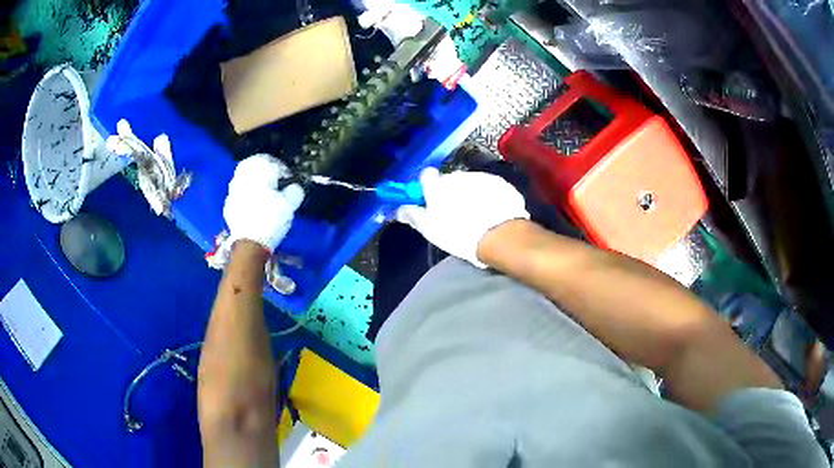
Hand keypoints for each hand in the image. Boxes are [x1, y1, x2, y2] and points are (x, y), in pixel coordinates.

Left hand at [223, 154, 304, 252]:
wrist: (250, 243)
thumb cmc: (271, 220)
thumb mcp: (290, 205)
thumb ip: (296, 190)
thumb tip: (295, 187)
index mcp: (259, 172)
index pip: (274, 162)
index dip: (284, 170)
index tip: (289, 180)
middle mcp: (244, 177)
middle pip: (255, 164)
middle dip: (266, 170)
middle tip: (276, 181)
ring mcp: (233, 190)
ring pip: (245, 177)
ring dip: (255, 181)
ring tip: (265, 193)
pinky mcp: (229, 204)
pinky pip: (239, 193)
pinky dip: (247, 195)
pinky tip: (254, 205)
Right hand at [396, 167, 529, 267]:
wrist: (499, 235)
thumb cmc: (460, 234)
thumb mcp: (430, 230)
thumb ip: (413, 216)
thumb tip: (399, 209)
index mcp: (437, 186)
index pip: (426, 176)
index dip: (427, 187)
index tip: (430, 200)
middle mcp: (457, 176)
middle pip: (449, 180)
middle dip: (450, 194)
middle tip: (453, 215)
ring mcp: (479, 177)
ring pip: (469, 184)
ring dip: (469, 195)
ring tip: (475, 217)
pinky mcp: (498, 182)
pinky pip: (488, 187)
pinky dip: (488, 197)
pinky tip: (490, 214)